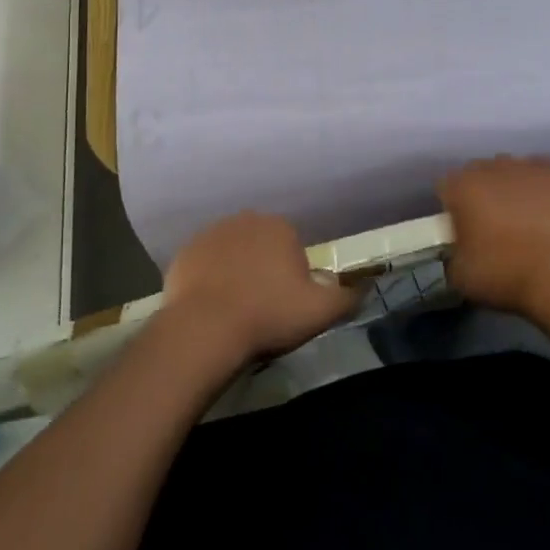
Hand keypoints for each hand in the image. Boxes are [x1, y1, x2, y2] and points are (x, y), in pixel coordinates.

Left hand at [163, 211, 361, 368]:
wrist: (205, 329)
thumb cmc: (268, 314)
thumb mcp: (321, 311)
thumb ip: (348, 297)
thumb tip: (365, 287)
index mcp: (280, 227)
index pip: (292, 247)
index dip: (292, 276)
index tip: (286, 303)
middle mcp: (245, 219)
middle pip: (261, 246)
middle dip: (263, 269)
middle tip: (261, 306)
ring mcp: (211, 233)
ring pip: (232, 252)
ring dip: (235, 272)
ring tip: (234, 309)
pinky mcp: (185, 253)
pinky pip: (204, 265)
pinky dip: (208, 280)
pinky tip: (209, 307)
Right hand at [441, 156, 549, 318]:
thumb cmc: (504, 273)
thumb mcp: (460, 276)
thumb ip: (453, 254)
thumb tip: (461, 250)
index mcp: (461, 187)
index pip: (445, 186)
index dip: (450, 207)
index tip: (459, 228)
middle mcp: (489, 168)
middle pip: (476, 173)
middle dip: (478, 192)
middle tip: (488, 223)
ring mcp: (523, 167)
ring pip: (506, 169)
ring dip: (506, 185)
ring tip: (519, 214)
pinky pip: (536, 171)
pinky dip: (535, 184)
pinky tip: (541, 205)